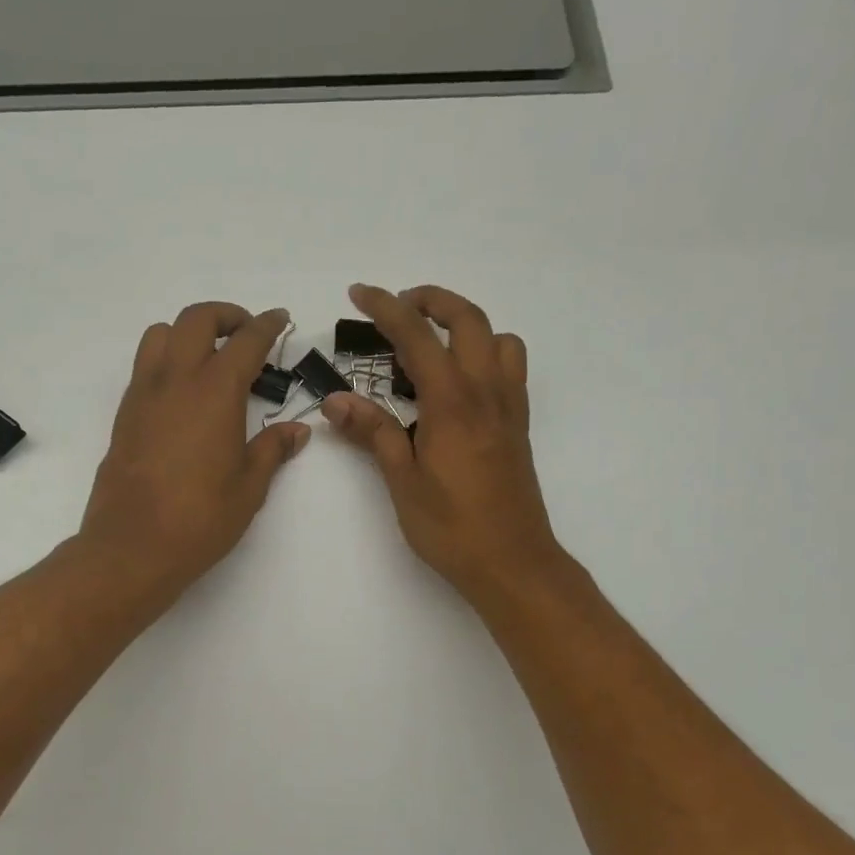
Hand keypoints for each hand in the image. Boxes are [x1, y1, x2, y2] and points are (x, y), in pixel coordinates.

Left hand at [80, 301, 310, 597]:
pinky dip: (165, 362)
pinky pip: (143, 368)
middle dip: (226, 316)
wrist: (132, 547)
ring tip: (207, 360)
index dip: (267, 325)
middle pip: (196, 320)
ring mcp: (143, 396)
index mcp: (215, 392)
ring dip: (187, 334)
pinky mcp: (123, 416)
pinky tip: (182, 398)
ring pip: (160, 335)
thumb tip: (296, 431)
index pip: (246, 341)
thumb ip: (272, 450)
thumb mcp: (249, 488)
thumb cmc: (200, 519)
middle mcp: (175, 381)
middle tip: (245, 335)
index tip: (280, 319)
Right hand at [322, 284, 569, 607]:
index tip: (360, 294)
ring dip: (466, 325)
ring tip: (432, 344)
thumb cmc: (451, 527)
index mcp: (452, 403)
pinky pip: (509, 367)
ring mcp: (508, 406)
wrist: (512, 560)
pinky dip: (486, 352)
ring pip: (498, 338)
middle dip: (432, 300)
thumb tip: (335, 401)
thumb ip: (374, 433)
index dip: (386, 308)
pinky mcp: (518, 425)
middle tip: (399, 305)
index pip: (417, 337)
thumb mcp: (402, 481)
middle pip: (468, 319)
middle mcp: (486, 392)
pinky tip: (459, 383)